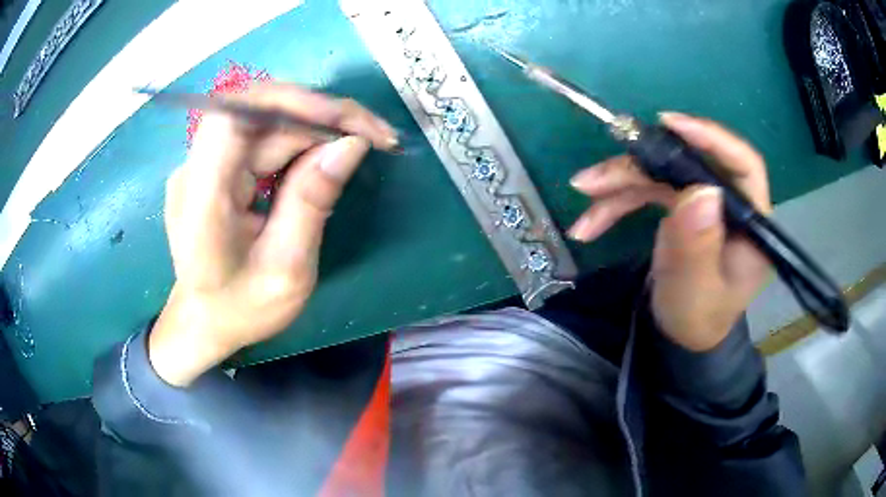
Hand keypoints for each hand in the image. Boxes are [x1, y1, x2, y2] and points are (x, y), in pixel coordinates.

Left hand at [149, 84, 397, 385]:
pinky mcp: (215, 165)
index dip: (291, 102)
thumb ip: (312, 203)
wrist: (204, 322)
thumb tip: (352, 144)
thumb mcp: (287, 270)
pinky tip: (327, 151)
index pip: (235, 116)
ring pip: (265, 120)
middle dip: (320, 115)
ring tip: (363, 141)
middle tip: (376, 135)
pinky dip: (300, 137)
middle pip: (258, 113)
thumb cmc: (242, 309)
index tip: (346, 121)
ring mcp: (202, 164)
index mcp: (202, 199)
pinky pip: (261, 136)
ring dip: (316, 124)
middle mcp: (195, 170)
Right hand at [569, 113, 771, 350]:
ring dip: (621, 182)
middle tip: (601, 175)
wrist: (681, 335)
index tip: (671, 125)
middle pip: (691, 164)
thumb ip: (698, 247)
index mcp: (751, 224)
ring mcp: (704, 203)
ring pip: (663, 174)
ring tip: (584, 191)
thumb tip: (699, 191)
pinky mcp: (682, 207)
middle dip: (644, 166)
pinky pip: (649, 191)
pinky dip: (617, 202)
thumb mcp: (696, 292)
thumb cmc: (696, 319)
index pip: (744, 167)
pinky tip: (589, 221)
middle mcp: (729, 204)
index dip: (712, 139)